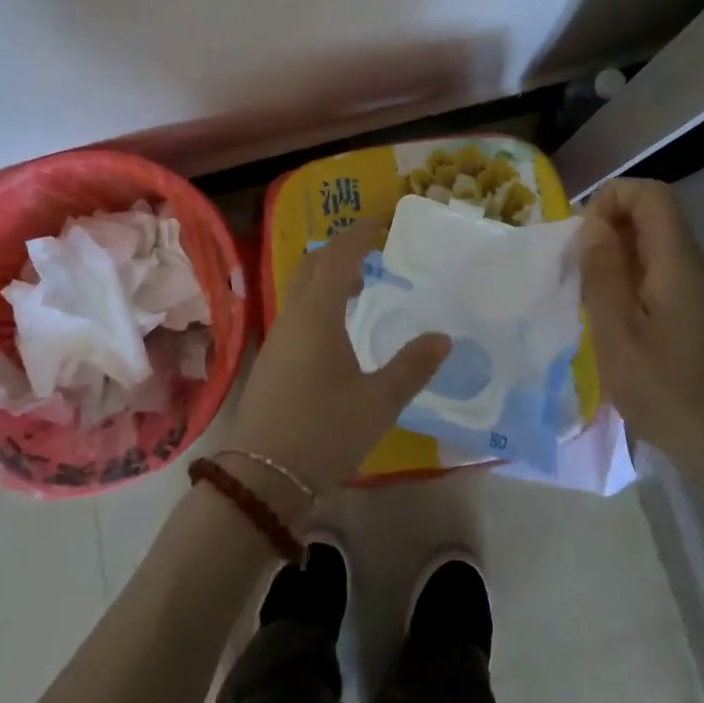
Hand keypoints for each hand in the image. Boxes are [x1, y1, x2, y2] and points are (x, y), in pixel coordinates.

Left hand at [222, 221, 448, 507]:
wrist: (261, 480)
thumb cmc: (324, 433)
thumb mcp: (378, 403)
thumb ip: (412, 367)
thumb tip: (442, 338)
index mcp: (318, 315)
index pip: (338, 256)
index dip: (360, 234)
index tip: (383, 223)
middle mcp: (293, 316)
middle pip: (313, 265)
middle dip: (342, 250)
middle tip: (374, 251)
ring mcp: (277, 338)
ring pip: (302, 288)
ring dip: (329, 277)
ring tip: (363, 288)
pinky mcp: (271, 360)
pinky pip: (297, 311)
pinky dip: (320, 301)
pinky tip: (340, 329)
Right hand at [578, 179, 703, 550]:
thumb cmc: (670, 393)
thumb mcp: (617, 334)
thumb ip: (602, 274)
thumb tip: (593, 225)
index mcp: (677, 262)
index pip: (650, 194)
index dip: (611, 199)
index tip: (584, 239)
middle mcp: (694, 266)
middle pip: (653, 216)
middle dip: (608, 230)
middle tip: (579, 273)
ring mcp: (701, 292)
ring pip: (655, 248)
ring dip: (617, 260)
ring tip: (591, 300)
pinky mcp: (700, 316)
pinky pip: (661, 276)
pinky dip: (631, 284)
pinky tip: (616, 324)